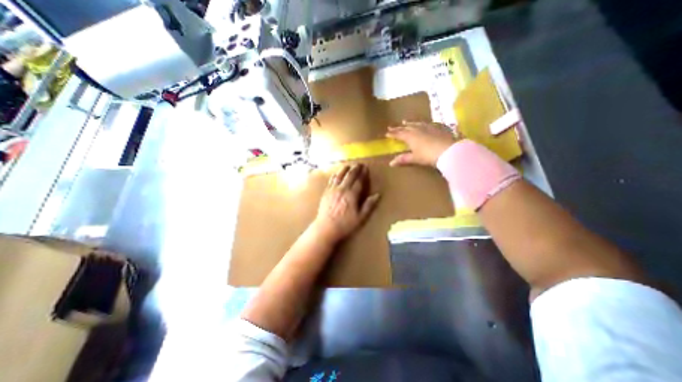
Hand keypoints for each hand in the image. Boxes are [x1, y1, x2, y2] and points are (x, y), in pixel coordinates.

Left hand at [311, 162, 380, 240]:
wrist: (326, 228)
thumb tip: (378, 195)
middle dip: (355, 168)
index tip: (366, 168)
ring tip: (349, 165)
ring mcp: (333, 189)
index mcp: (351, 195)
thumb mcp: (360, 217)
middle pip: (349, 175)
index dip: (363, 174)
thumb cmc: (345, 224)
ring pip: (339, 175)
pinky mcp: (326, 192)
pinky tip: (337, 173)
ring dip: (345, 169)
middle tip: (359, 164)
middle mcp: (342, 189)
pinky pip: (331, 180)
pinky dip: (336, 174)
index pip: (359, 181)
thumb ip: (369, 205)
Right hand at [383, 121, 456, 165]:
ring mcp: (428, 127)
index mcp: (410, 136)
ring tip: (405, 121)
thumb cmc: (429, 156)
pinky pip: (427, 123)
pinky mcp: (438, 127)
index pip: (399, 134)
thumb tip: (390, 163)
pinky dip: (422, 123)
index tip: (386, 133)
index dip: (392, 134)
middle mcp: (418, 129)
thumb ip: (403, 159)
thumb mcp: (415, 158)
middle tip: (391, 126)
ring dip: (409, 123)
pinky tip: (424, 124)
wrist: (449, 150)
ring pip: (416, 123)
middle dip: (398, 127)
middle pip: (406, 127)